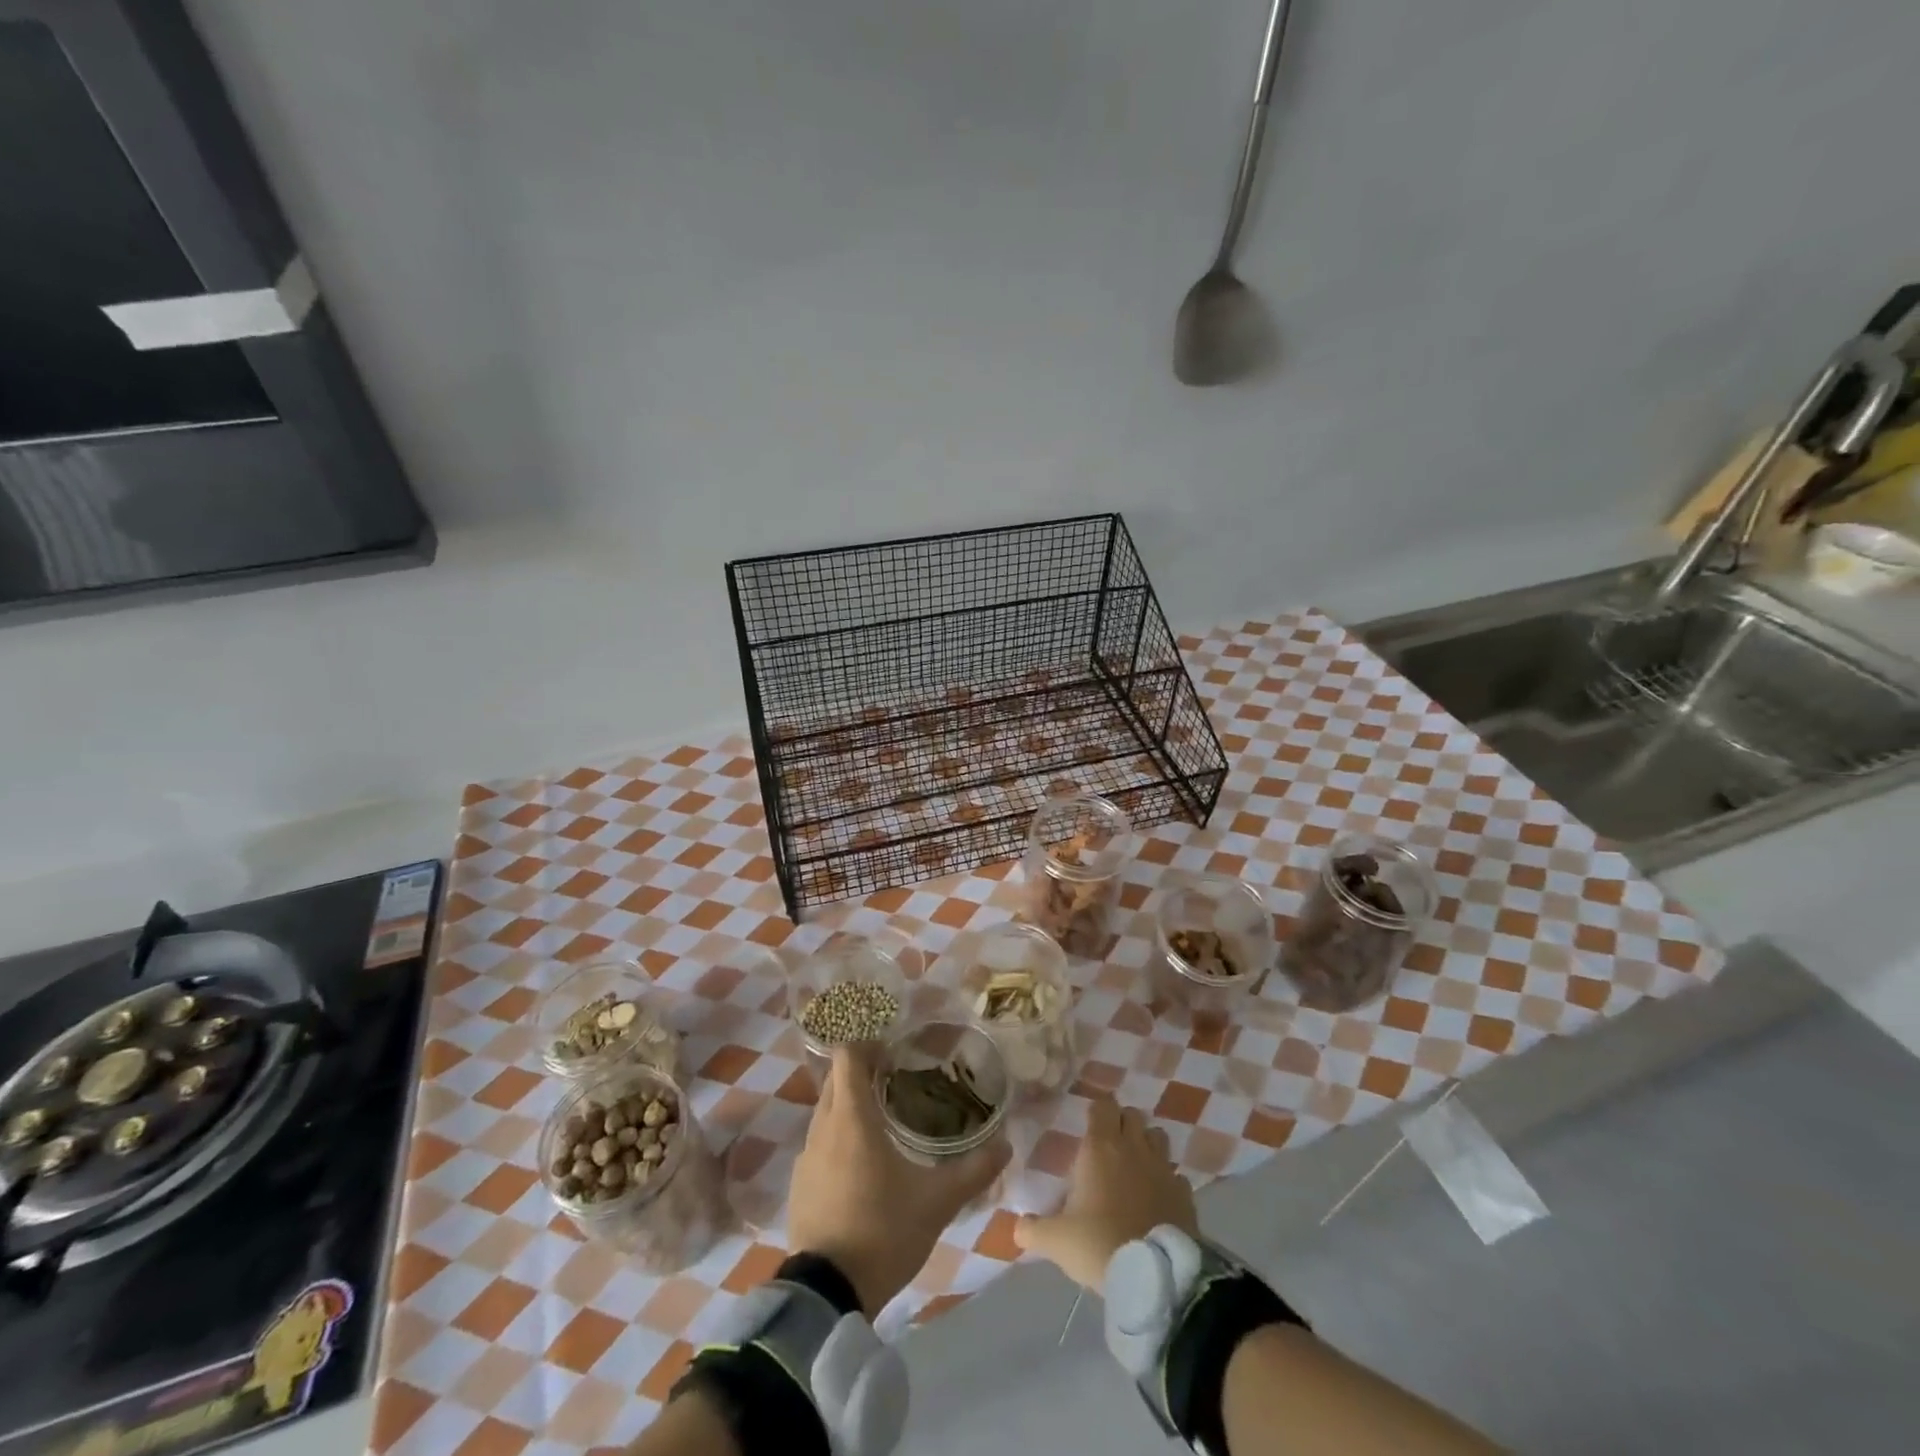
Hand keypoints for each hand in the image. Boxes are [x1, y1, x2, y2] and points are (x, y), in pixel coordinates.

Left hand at [786, 1044, 1009, 1317]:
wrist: (827, 1295)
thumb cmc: (883, 1231)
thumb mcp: (937, 1202)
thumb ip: (974, 1170)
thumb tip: (1006, 1145)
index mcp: (852, 1117)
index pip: (847, 1056)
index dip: (867, 1045)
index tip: (894, 1051)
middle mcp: (822, 1128)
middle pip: (836, 1081)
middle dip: (862, 1073)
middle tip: (897, 1081)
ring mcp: (805, 1158)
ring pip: (826, 1113)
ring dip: (849, 1107)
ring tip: (883, 1122)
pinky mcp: (798, 1186)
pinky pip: (819, 1146)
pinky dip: (837, 1140)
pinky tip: (861, 1166)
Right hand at [1013, 1094, 1196, 1289]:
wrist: (1155, 1277)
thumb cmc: (1099, 1245)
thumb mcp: (1056, 1241)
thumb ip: (1033, 1230)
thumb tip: (1017, 1227)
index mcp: (1100, 1147)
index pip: (1102, 1105)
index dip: (1096, 1109)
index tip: (1088, 1122)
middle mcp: (1134, 1148)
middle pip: (1132, 1114)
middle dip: (1121, 1122)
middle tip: (1108, 1144)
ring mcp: (1163, 1168)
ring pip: (1158, 1136)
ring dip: (1147, 1144)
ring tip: (1135, 1165)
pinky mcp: (1185, 1193)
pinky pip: (1176, 1174)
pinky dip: (1167, 1179)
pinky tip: (1158, 1197)